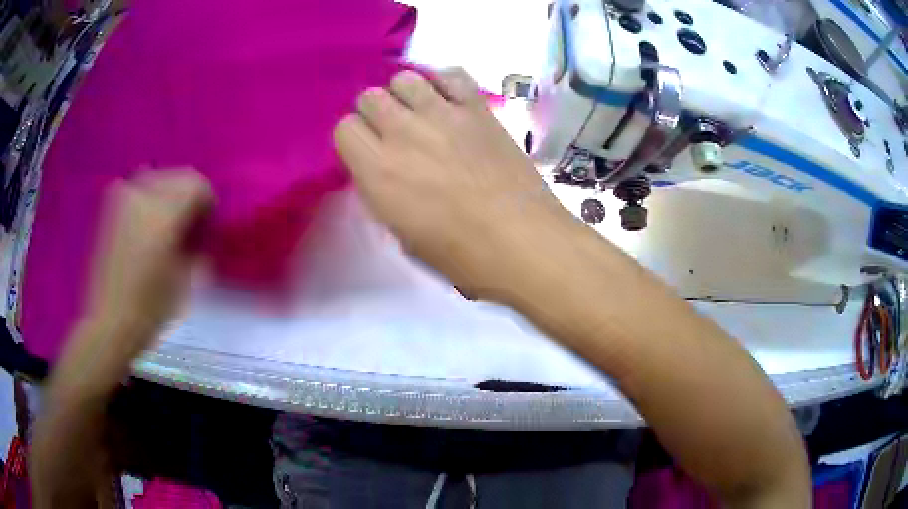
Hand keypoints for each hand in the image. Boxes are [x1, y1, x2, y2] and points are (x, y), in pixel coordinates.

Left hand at [87, 169, 211, 349]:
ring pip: (158, 178)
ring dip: (168, 196)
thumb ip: (196, 247)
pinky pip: (139, 189)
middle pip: (178, 177)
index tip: (207, 224)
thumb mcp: (185, 281)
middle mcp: (142, 195)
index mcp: (163, 214)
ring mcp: (123, 198)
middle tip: (189, 227)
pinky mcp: (111, 207)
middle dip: (188, 197)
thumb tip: (202, 232)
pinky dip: (150, 200)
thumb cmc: (150, 310)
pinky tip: (148, 225)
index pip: (197, 184)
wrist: (109, 322)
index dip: (208, 202)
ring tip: (167, 226)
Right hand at [334, 68, 570, 300]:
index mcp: (379, 171)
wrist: (525, 242)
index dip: (355, 140)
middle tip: (395, 135)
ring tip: (421, 114)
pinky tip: (450, 102)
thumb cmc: (463, 256)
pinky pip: (452, 75)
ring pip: (405, 78)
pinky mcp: (479, 109)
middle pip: (370, 97)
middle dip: (375, 114)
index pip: (345, 129)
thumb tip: (384, 172)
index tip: (368, 153)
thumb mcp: (405, 237)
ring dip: (406, 95)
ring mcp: (444, 115)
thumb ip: (385, 195)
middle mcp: (404, 133)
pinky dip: (444, 83)